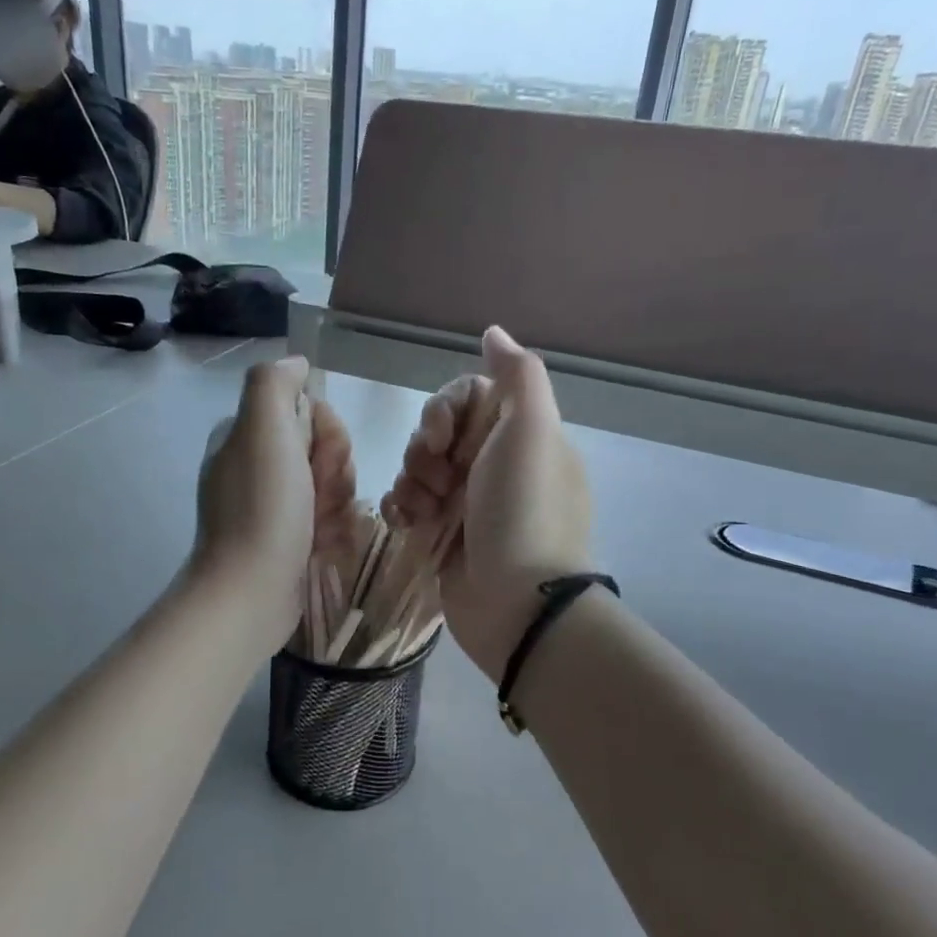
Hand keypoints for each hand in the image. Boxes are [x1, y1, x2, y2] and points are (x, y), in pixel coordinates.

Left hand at [194, 358, 356, 648]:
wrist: (251, 592)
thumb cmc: (263, 508)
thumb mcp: (263, 428)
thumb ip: (275, 383)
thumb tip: (298, 363)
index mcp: (247, 435)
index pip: (310, 411)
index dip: (326, 432)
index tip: (313, 460)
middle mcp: (257, 465)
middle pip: (324, 448)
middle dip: (333, 471)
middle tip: (316, 496)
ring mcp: (272, 505)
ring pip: (332, 484)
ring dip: (336, 503)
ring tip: (319, 528)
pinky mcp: (288, 538)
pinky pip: (329, 518)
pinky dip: (332, 530)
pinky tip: (321, 546)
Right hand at [385, 327, 590, 681]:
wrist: (517, 604)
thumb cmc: (523, 510)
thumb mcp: (533, 431)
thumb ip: (517, 375)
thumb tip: (494, 332)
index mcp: (520, 437)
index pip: (467, 397)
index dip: (444, 411)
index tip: (441, 438)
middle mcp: (495, 465)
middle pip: (437, 431)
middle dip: (424, 450)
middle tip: (436, 479)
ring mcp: (469, 503)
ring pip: (418, 468)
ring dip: (411, 482)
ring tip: (424, 511)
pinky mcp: (444, 535)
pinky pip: (409, 504)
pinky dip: (403, 508)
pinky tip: (408, 524)